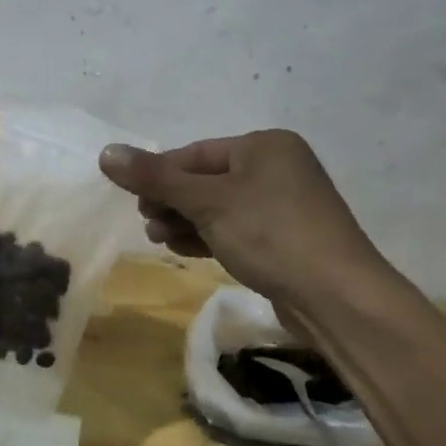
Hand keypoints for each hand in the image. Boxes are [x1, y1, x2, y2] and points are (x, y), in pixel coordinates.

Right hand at [97, 130, 385, 305]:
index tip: (133, 199)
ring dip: (185, 220)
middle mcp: (278, 168)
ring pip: (219, 207)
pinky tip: (182, 248)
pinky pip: (236, 228)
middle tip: (145, 221)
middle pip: (206, 179)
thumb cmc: (270, 234)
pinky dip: (208, 235)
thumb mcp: (205, 202)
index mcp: (265, 146)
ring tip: (157, 238)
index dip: (159, 174)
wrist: (339, 300)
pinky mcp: (287, 240)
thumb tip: (105, 151)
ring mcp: (285, 206)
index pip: (195, 153)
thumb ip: (154, 177)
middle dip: (171, 200)